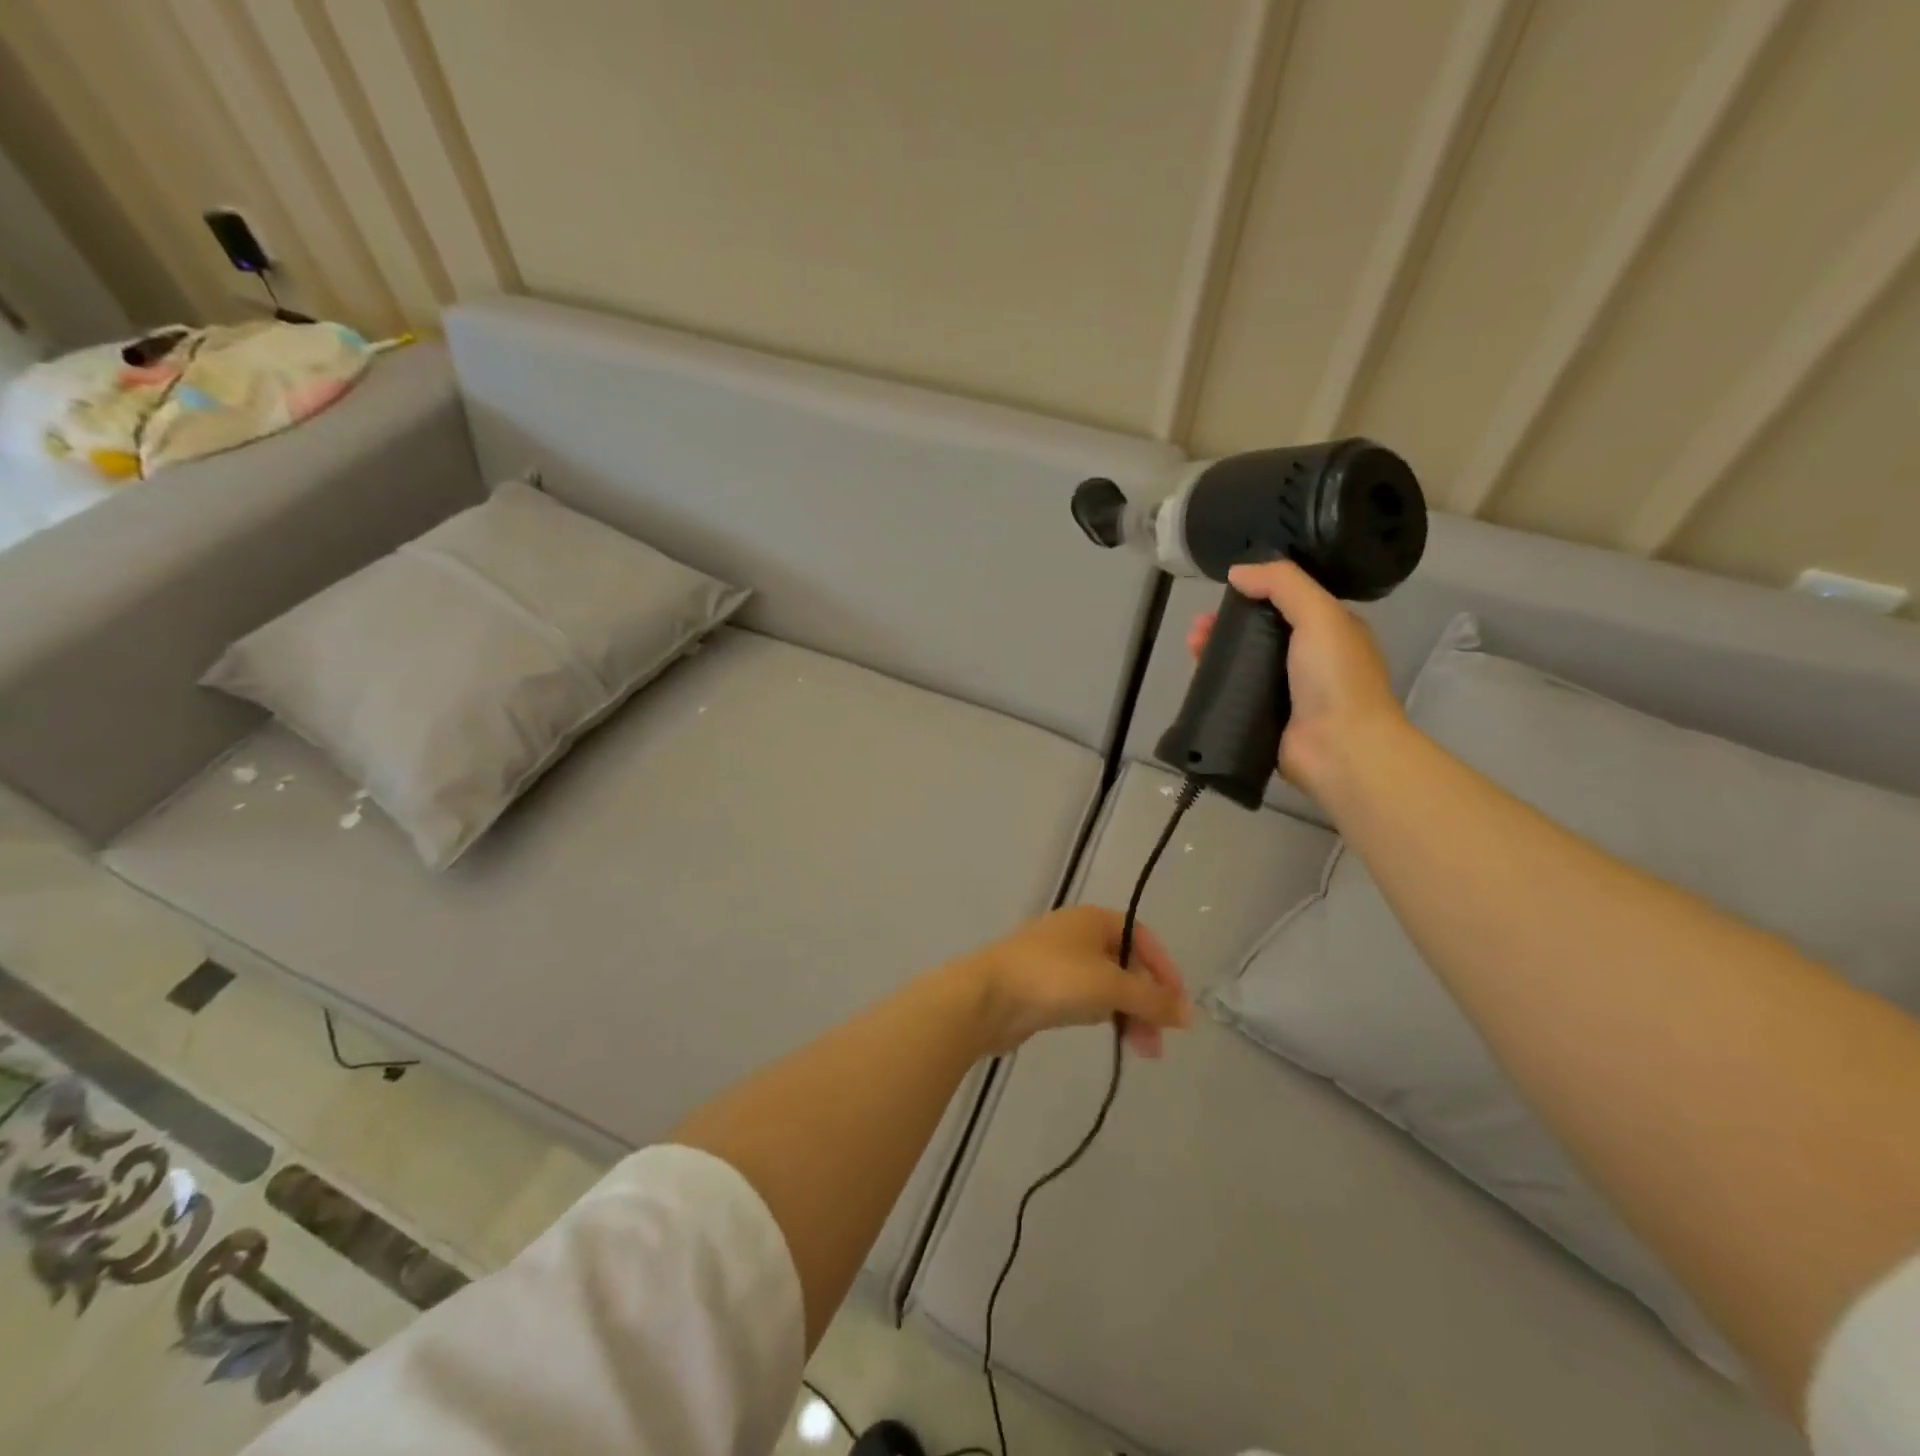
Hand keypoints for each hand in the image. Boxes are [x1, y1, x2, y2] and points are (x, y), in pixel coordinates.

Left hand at [956, 906, 1190, 1057]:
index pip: (1142, 939)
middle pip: (1125, 964)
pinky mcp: (1042, 987)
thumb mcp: (1111, 987)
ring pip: (1106, 985)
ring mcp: (1057, 960)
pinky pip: (1084, 997)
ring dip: (1128, 1013)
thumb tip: (1189, 1013)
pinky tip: (1111, 1035)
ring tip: (1141, 1050)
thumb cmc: (1053, 980)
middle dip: (1147, 1001)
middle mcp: (1077, 933)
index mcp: (1094, 919)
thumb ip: (1152, 1000)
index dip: (1165, 970)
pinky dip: (1103, 1014)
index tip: (1178, 1007)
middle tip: (1159, 1041)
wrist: (987, 997)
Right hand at [1186, 560, 1404, 798]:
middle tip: (1198, 627)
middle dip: (1227, 625)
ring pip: (1244, 665)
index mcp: (1330, 633)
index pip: (1288, 604)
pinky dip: (1215, 686)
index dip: (1255, 594)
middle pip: (1260, 634)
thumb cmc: (1335, 678)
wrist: (1340, 749)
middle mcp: (1309, 662)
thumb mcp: (1319, 615)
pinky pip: (1235, 697)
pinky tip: (1196, 679)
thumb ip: (1283, 584)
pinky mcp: (1265, 721)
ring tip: (1192, 647)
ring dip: (1216, 653)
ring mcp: (1286, 695)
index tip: (1224, 594)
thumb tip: (1237, 572)